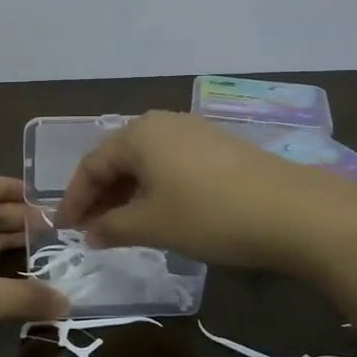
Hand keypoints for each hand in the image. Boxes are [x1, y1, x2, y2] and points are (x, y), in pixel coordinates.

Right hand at [57, 111, 335, 271]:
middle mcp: (163, 123)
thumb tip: (91, 232)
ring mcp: (194, 133)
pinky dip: (155, 190)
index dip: (74, 199)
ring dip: (128, 195)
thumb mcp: (152, 225)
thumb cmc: (210, 215)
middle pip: (118, 160)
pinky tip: (160, 214)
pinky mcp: (219, 148)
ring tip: (121, 227)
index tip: (63, 229)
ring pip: (146, 163)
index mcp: (139, 134)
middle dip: (100, 196)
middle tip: (90, 230)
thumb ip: (112, 227)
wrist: (294, 211)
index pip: (92, 165)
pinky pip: (171, 166)